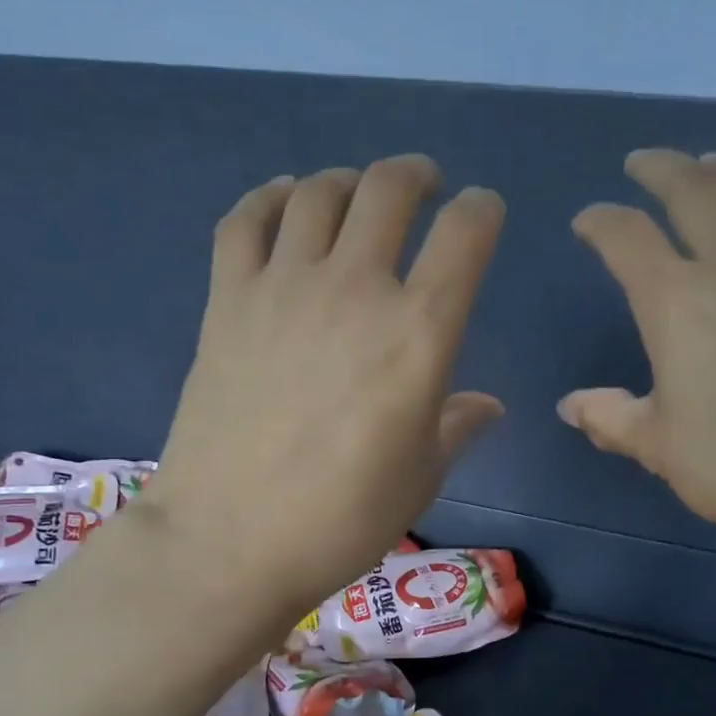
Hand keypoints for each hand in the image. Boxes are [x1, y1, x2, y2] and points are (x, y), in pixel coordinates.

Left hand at [139, 155, 503, 622]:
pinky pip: (245, 220)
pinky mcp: (227, 300)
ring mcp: (283, 288)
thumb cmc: (343, 519)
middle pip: (389, 190)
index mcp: (418, 334)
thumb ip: (457, 427)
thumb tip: (488, 405)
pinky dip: (270, 198)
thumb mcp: (421, 478)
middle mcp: (355, 290)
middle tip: (424, 186)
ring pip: (319, 191)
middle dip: (417, 175)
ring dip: (349, 181)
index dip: (482, 211)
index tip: (483, 213)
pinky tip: (284, 202)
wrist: (231, 540)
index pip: (465, 236)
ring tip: (357, 195)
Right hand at [560, 149, 715, 560]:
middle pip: (694, 189)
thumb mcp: (659, 447)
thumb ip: (611, 418)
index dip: (600, 222)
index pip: (627, 238)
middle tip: (642, 163)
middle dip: (661, 167)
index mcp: (677, 302)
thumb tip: (571, 407)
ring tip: (713, 164)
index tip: (587, 222)